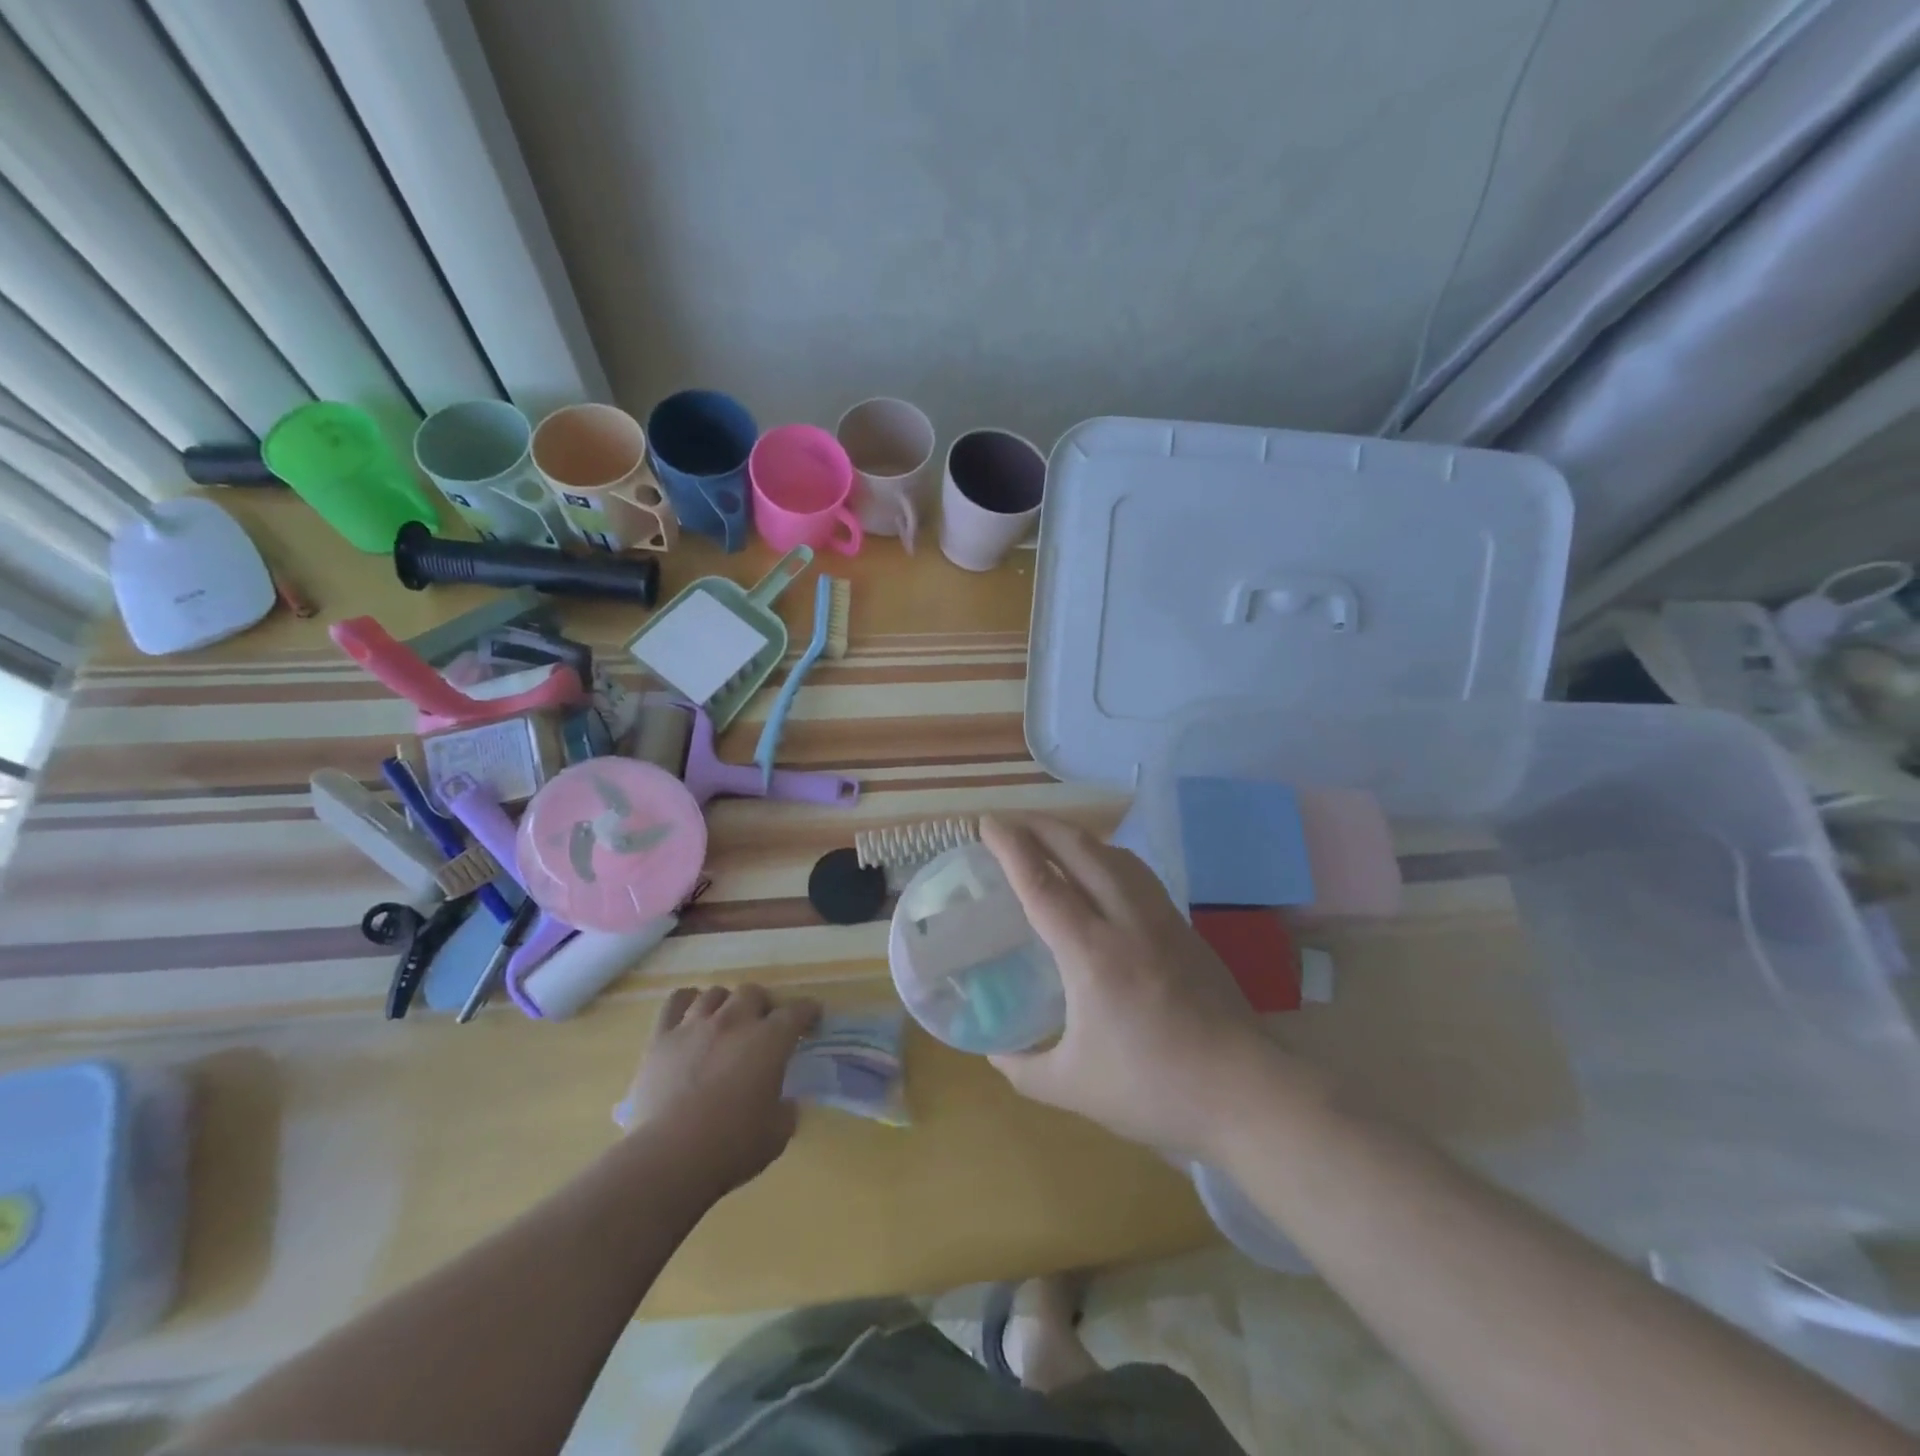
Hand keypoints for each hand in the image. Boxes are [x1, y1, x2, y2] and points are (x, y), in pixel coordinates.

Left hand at [620, 984, 819, 1197]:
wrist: (669, 1158)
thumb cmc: (731, 1147)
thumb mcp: (776, 1135)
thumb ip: (786, 1111)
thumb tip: (785, 1103)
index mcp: (769, 1041)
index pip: (797, 1011)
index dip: (809, 1011)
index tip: (813, 1018)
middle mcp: (734, 1021)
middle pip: (753, 992)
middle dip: (763, 1005)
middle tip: (764, 1026)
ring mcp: (695, 1026)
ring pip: (715, 994)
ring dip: (727, 1003)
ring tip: (726, 1022)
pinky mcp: (662, 1038)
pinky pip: (675, 1002)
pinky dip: (686, 1001)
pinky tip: (690, 1014)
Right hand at [981, 815, 1303, 1159]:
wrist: (1246, 1091)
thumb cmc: (1154, 1089)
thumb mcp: (1074, 1088)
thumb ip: (1025, 1070)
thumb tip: (995, 1054)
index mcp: (1091, 954)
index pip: (1041, 884)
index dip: (1010, 847)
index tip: (987, 823)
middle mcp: (1126, 922)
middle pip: (1080, 851)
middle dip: (1041, 826)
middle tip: (1010, 822)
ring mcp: (1162, 920)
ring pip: (1115, 856)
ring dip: (1078, 836)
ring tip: (1052, 837)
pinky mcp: (1186, 928)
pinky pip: (1139, 874)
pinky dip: (1109, 857)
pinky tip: (1103, 871)